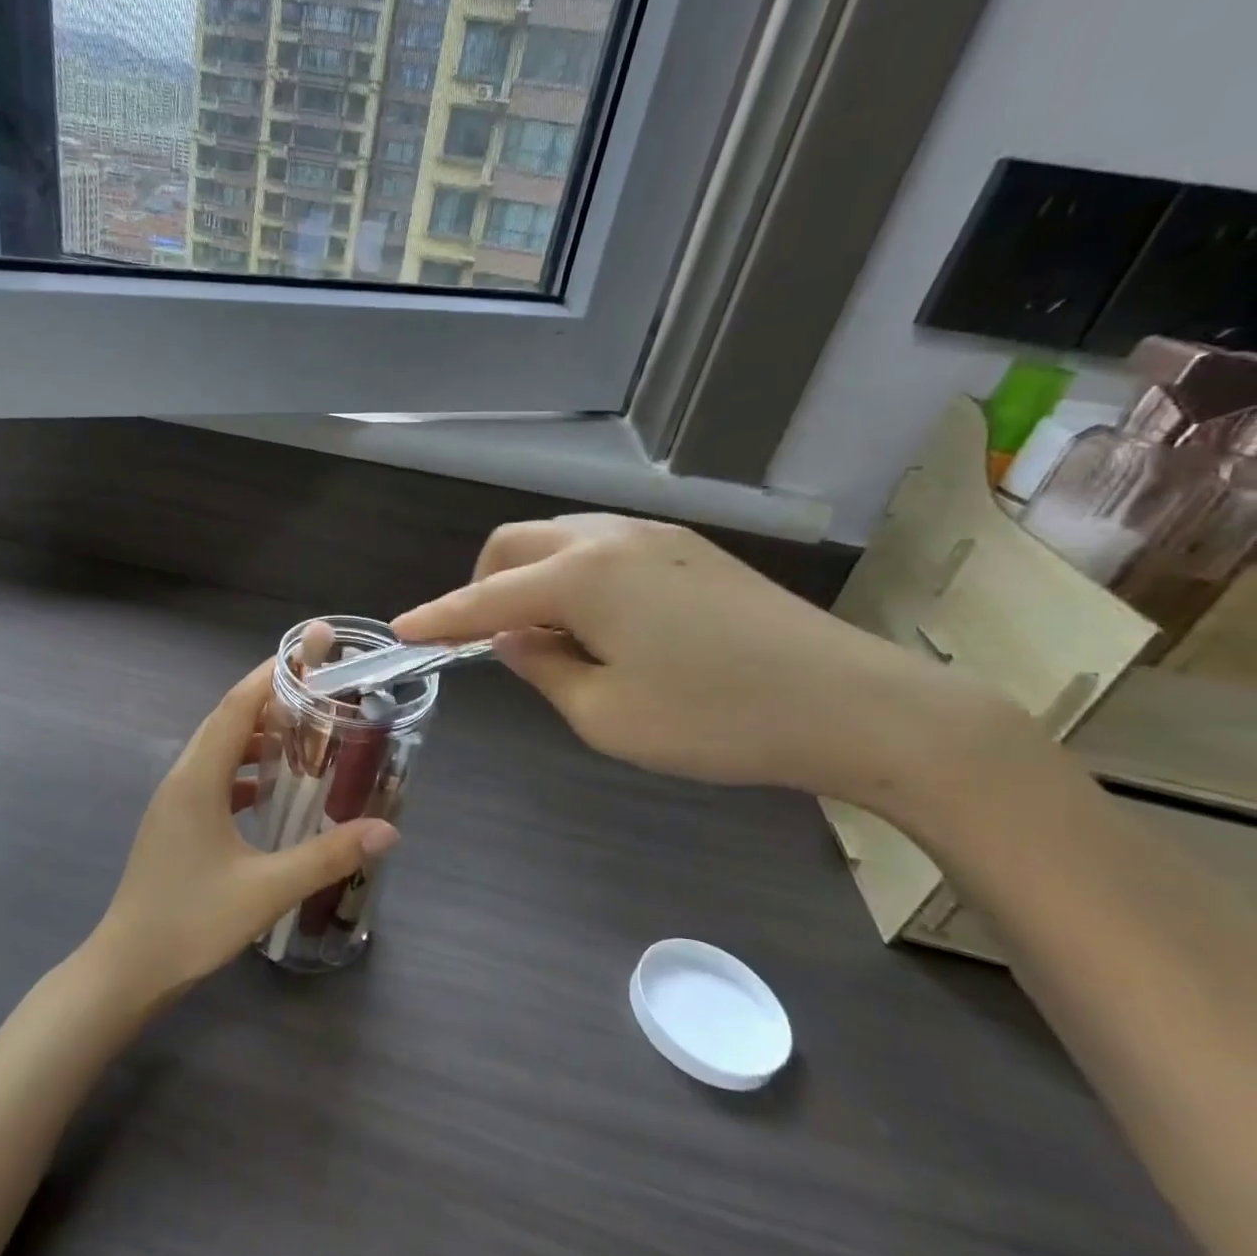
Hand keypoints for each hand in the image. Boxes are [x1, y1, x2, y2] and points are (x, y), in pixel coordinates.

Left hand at [89, 661, 398, 996]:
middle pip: (228, 720)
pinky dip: (245, 770)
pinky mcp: (176, 822)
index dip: (272, 675)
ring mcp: (175, 800)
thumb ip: (328, 855)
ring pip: (220, 750)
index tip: (310, 653)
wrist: (127, 968)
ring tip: (306, 737)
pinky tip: (273, 790)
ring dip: (259, 737)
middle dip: (272, 700)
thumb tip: (388, 830)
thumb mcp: (267, 889)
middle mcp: (183, 778)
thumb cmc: (192, 922)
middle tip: (321, 693)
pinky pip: (214, 777)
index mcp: (198, 779)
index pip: (238, 706)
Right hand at [393, 514, 1012, 806]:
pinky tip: (597, 622)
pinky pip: (601, 547)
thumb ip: (542, 668)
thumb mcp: (605, 715)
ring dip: (530, 578)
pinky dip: (572, 576)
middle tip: (485, 640)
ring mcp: (654, 536)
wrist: (855, 704)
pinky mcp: (688, 548)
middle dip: (482, 586)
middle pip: (515, 544)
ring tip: (545, 635)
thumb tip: (511, 639)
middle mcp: (609, 537)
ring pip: (559, 539)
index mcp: (580, 576)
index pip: (484, 598)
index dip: (438, 618)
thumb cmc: (714, 719)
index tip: (401, 632)